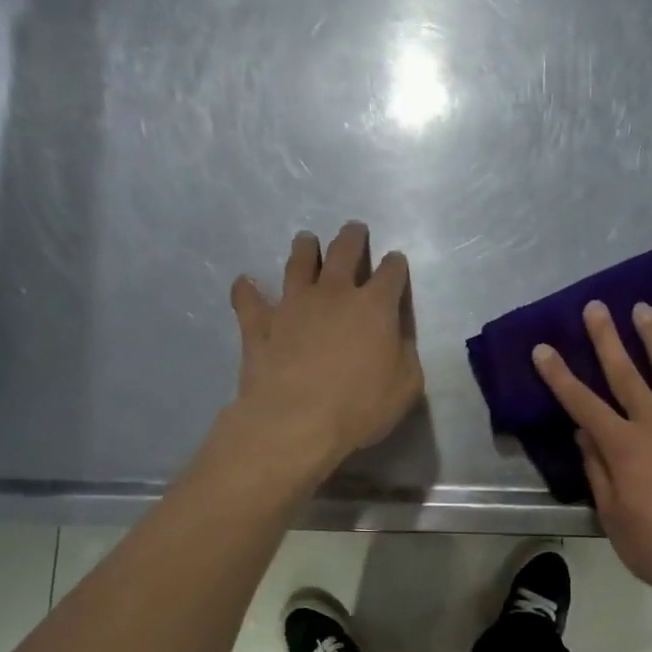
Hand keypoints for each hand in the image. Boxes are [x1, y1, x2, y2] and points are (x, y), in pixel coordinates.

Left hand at [225, 222, 423, 481]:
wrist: (296, 421)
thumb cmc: (360, 406)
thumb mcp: (406, 386)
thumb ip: (405, 354)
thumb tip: (398, 336)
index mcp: (375, 306)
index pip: (391, 273)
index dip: (395, 265)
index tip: (395, 263)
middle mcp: (334, 293)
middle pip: (343, 251)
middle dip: (352, 238)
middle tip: (354, 230)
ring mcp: (292, 305)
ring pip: (298, 263)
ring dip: (304, 249)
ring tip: (306, 241)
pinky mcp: (259, 324)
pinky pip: (248, 299)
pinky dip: (247, 290)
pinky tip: (245, 283)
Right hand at [533, 300, 651, 612]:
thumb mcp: (611, 515)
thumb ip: (597, 469)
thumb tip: (583, 432)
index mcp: (624, 448)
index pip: (583, 404)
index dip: (560, 376)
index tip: (543, 348)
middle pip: (627, 376)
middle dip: (607, 340)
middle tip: (596, 307)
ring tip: (645, 310)